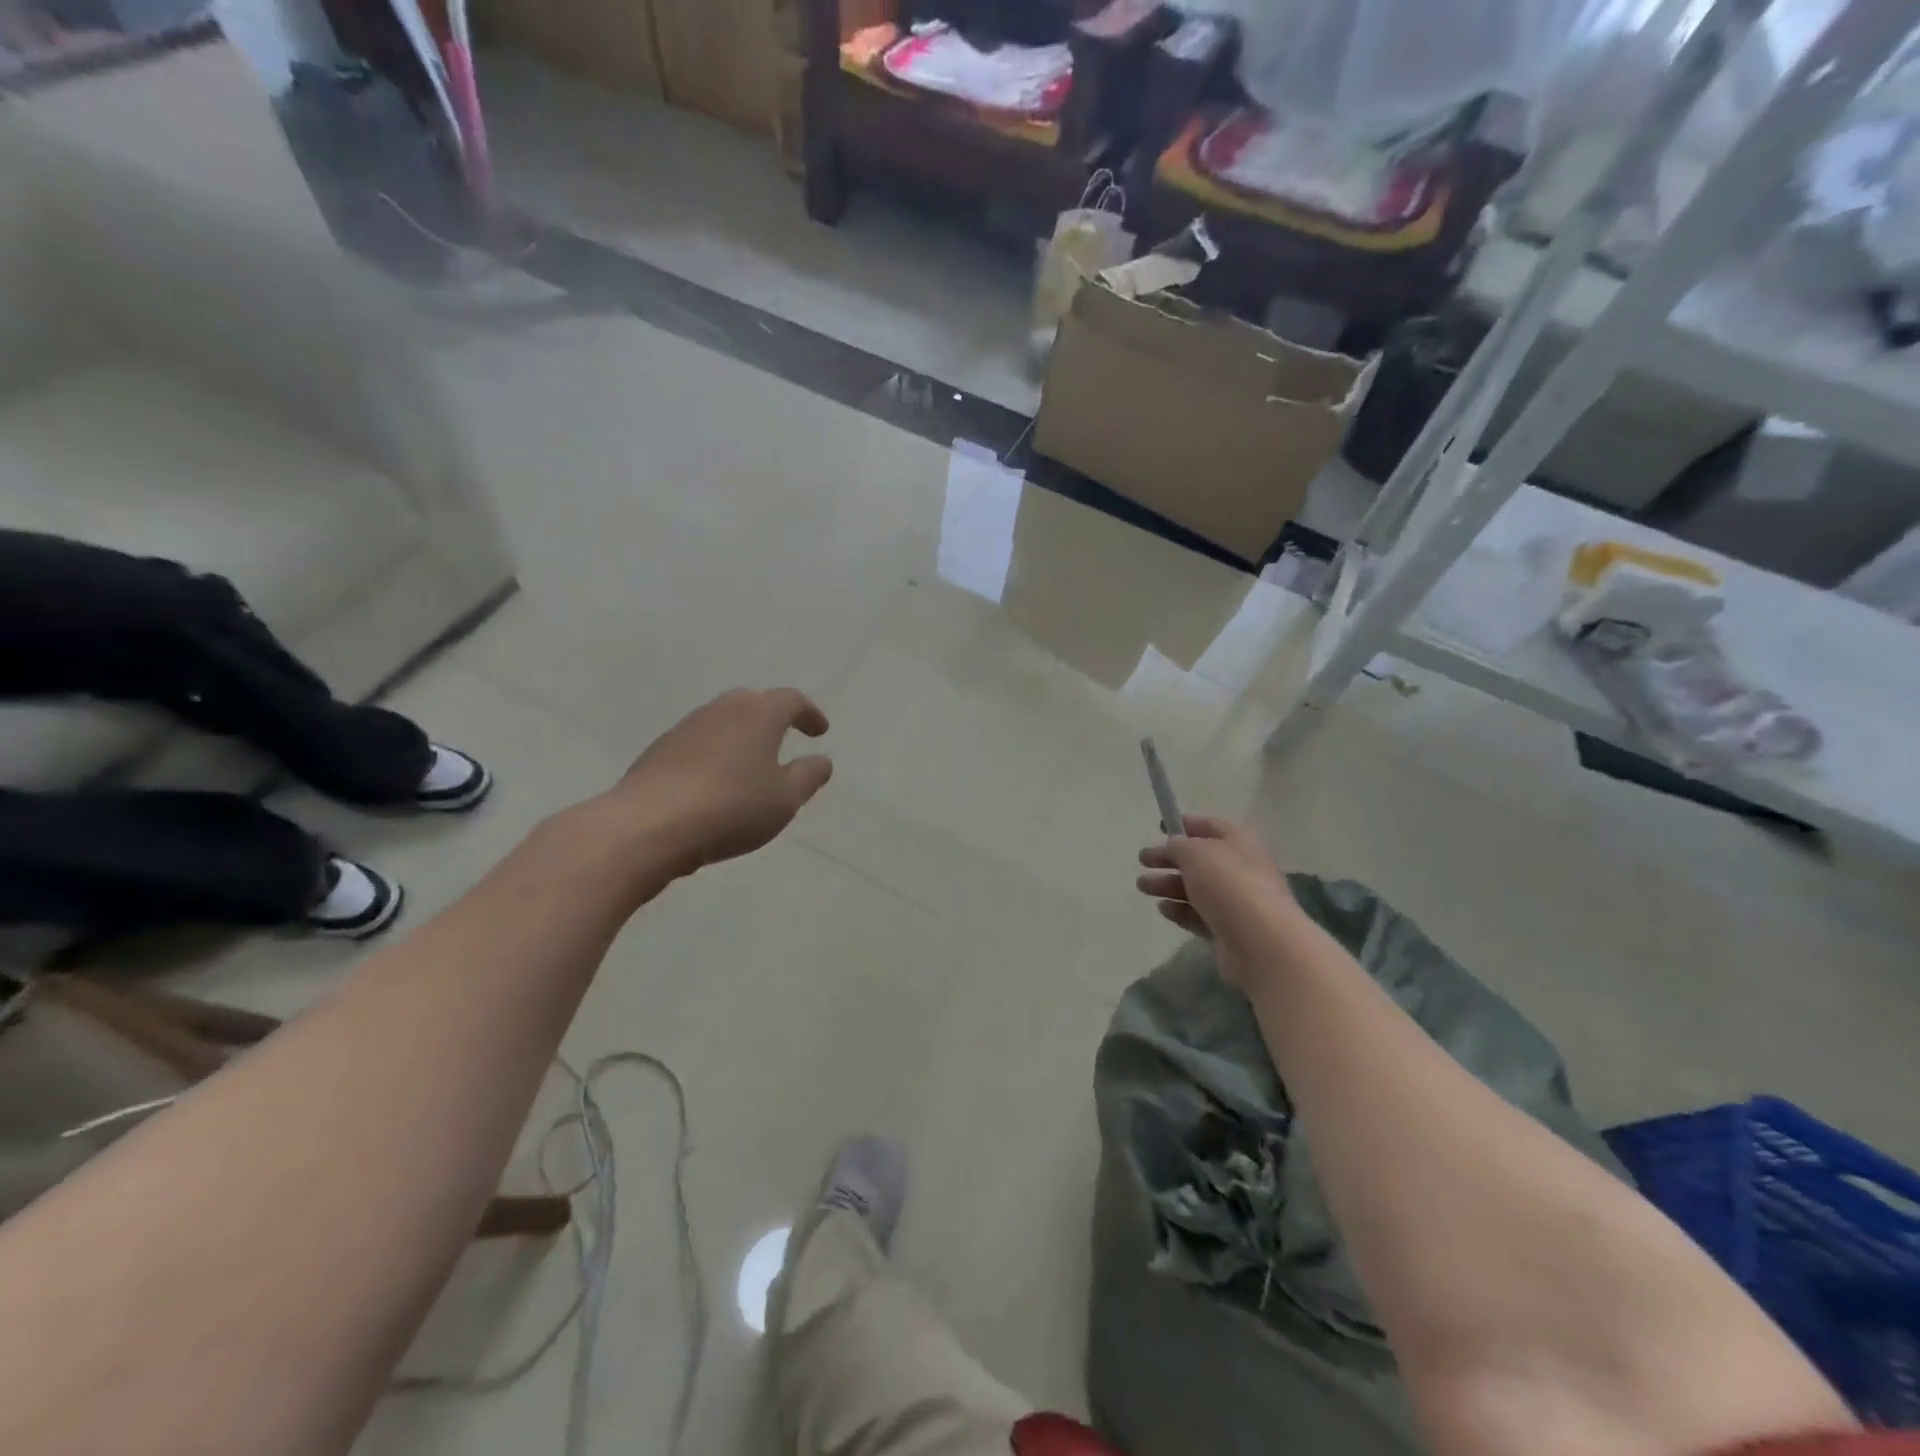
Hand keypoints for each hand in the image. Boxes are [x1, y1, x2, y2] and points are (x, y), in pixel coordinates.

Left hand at [603, 687, 832, 877]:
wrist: (649, 826)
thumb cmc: (731, 807)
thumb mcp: (785, 799)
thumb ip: (808, 776)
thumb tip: (821, 760)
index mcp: (758, 714)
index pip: (791, 700)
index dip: (809, 714)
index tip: (820, 731)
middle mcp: (721, 710)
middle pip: (753, 703)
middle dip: (772, 717)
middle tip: (785, 737)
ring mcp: (685, 728)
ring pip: (722, 722)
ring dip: (741, 736)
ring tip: (750, 764)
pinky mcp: (658, 751)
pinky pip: (698, 744)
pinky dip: (715, 754)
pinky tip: (715, 783)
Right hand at [1136, 815, 1297, 988]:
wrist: (1262, 942)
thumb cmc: (1228, 885)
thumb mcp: (1195, 854)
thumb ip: (1177, 846)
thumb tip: (1172, 846)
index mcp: (1239, 842)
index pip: (1210, 826)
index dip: (1185, 824)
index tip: (1159, 828)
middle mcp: (1240, 868)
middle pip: (1200, 859)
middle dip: (1169, 859)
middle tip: (1141, 861)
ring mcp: (1237, 901)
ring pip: (1196, 888)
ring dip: (1168, 885)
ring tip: (1142, 887)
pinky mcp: (1229, 930)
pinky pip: (1199, 915)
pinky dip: (1180, 910)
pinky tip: (1162, 909)